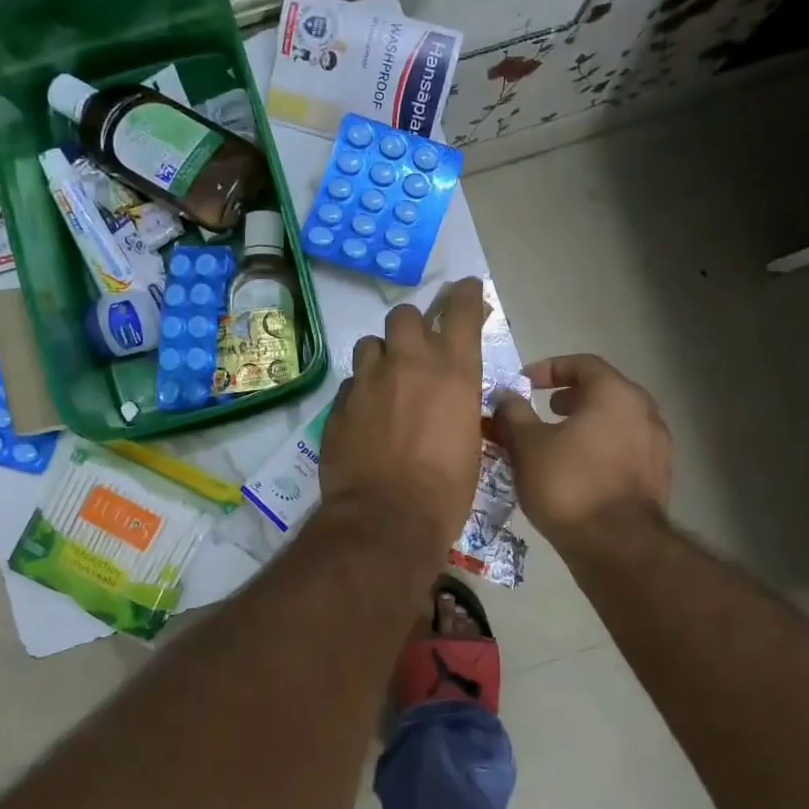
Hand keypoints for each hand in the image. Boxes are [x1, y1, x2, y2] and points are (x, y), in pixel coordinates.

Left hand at [320, 278, 486, 554]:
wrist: (386, 518)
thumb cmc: (445, 489)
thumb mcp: (469, 439)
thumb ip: (457, 402)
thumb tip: (449, 395)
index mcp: (453, 370)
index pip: (460, 310)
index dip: (463, 294)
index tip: (464, 289)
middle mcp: (409, 363)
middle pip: (404, 315)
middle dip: (411, 326)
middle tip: (413, 348)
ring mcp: (368, 380)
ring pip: (370, 343)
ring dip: (380, 355)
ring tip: (384, 381)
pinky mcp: (339, 403)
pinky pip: (351, 382)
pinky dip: (361, 390)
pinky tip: (365, 415)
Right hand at [492, 354, 670, 543]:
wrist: (616, 546)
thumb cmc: (568, 484)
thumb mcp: (527, 444)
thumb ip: (513, 413)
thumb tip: (505, 396)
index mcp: (615, 394)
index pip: (582, 363)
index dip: (549, 368)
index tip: (524, 383)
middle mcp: (645, 412)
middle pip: (603, 391)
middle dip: (570, 396)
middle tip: (542, 409)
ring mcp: (657, 446)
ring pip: (616, 422)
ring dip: (585, 424)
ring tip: (556, 442)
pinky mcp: (658, 477)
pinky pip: (624, 449)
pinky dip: (600, 449)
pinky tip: (577, 471)